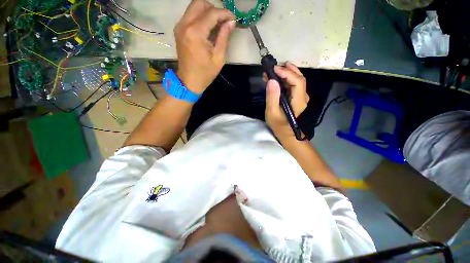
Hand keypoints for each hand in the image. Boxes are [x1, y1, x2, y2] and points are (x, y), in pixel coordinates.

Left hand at [174, 0, 235, 93]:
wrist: (189, 81)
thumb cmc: (205, 73)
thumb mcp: (218, 58)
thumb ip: (224, 37)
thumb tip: (231, 22)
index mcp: (195, 33)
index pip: (211, 13)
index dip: (224, 13)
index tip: (233, 18)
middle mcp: (184, 25)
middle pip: (199, 3)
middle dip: (214, 9)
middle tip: (223, 21)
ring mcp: (179, 27)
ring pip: (193, 7)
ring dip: (207, 12)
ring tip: (217, 24)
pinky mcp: (178, 30)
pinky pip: (190, 16)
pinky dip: (200, 17)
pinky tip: (208, 28)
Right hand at [265, 62, 309, 139]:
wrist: (289, 136)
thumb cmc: (280, 127)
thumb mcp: (272, 113)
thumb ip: (272, 97)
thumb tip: (272, 81)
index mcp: (298, 101)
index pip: (297, 81)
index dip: (287, 73)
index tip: (274, 69)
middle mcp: (302, 97)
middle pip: (299, 78)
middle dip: (288, 70)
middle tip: (276, 65)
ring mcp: (301, 98)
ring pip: (297, 81)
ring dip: (288, 73)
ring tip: (277, 69)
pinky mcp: (297, 100)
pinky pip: (294, 86)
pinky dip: (286, 80)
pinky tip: (279, 79)